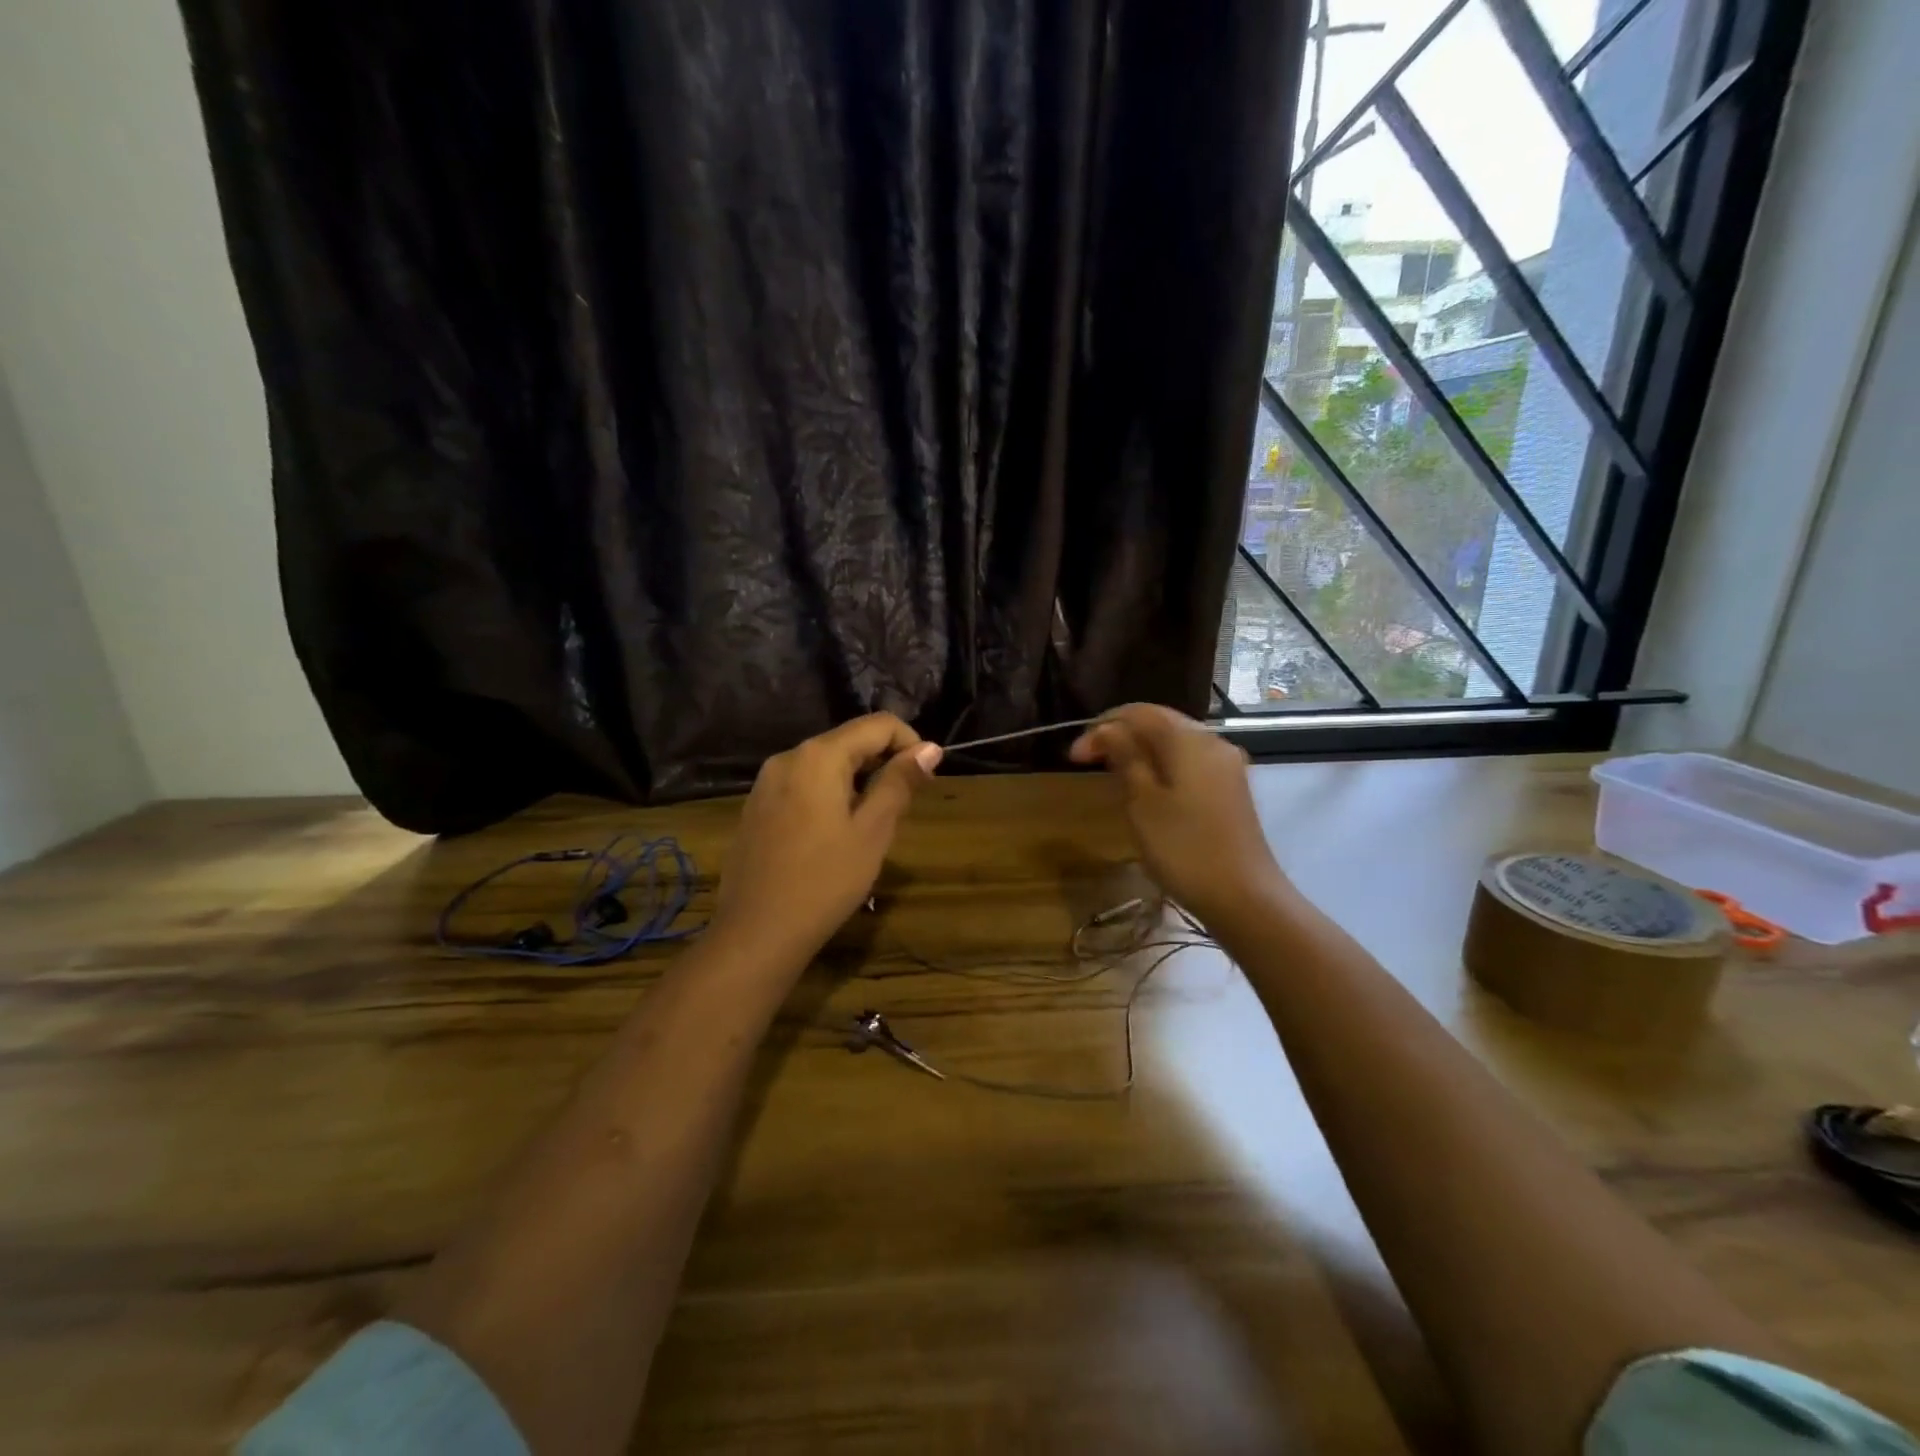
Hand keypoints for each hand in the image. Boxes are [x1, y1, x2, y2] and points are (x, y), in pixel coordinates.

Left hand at [711, 713, 942, 970]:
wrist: (756, 933)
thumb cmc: (825, 881)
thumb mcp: (873, 831)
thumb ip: (899, 782)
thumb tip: (929, 748)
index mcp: (819, 756)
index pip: (878, 725)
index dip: (910, 743)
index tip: (926, 779)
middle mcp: (788, 757)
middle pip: (849, 741)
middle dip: (883, 763)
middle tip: (903, 807)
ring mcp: (766, 782)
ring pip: (826, 764)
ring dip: (858, 781)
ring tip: (872, 825)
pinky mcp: (757, 807)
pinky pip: (803, 785)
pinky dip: (830, 795)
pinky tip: (835, 836)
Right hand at [1069, 704, 1288, 931]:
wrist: (1244, 897)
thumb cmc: (1184, 849)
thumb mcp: (1142, 802)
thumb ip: (1125, 757)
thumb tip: (1108, 730)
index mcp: (1189, 739)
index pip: (1138, 713)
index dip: (1101, 727)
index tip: (1074, 756)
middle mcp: (1212, 742)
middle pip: (1160, 723)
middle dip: (1121, 735)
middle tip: (1088, 761)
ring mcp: (1227, 766)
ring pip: (1175, 743)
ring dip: (1140, 751)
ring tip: (1112, 774)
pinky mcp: (1231, 789)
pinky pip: (1189, 763)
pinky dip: (1162, 766)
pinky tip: (1148, 789)